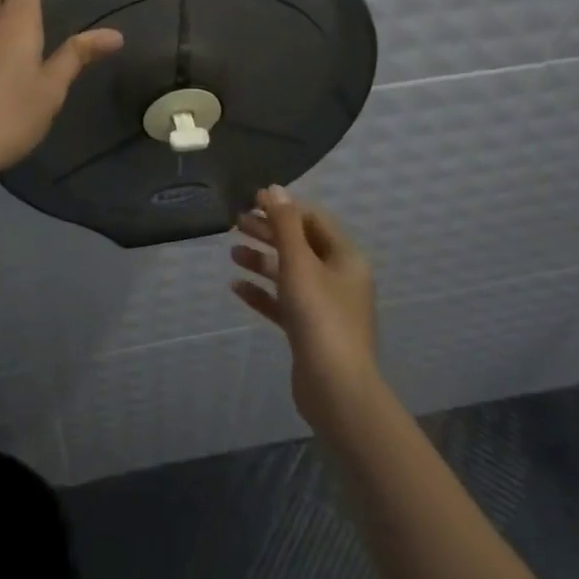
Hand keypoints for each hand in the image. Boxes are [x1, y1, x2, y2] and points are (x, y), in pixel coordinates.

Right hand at [232, 188, 381, 432]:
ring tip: (232, 254)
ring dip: (263, 261)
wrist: (336, 390)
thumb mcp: (299, 264)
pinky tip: (237, 288)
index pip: (313, 219)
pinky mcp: (310, 331)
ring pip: (290, 273)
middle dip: (269, 232)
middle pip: (301, 244)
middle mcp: (339, 277)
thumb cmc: (320, 317)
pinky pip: (284, 302)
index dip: (284, 208)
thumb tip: (274, 189)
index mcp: (345, 257)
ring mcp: (325, 306)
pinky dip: (262, 292)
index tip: (251, 201)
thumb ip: (285, 225)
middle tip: (235, 223)